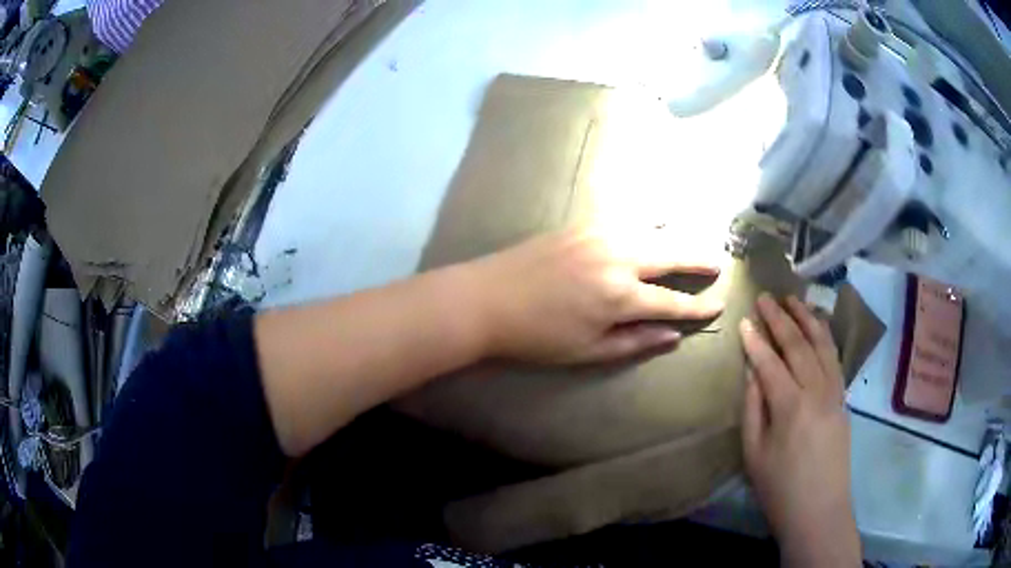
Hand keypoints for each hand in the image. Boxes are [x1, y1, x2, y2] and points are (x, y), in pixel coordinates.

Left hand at [465, 227, 723, 363]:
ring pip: (652, 229)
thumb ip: (634, 342)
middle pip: (672, 254)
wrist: (486, 299)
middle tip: (719, 262)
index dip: (699, 306)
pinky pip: (625, 215)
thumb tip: (673, 335)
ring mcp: (600, 234)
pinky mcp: (583, 222)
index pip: (673, 301)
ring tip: (695, 241)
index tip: (719, 305)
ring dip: (678, 235)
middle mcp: (618, 258)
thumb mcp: (587, 352)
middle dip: (699, 259)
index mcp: (620, 296)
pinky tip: (657, 218)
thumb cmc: (536, 336)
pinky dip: (647, 218)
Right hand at [740, 294, 859, 566]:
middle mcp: (817, 391)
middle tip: (766, 297)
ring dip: (807, 319)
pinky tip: (818, 327)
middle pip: (799, 345)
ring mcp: (835, 392)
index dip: (756, 340)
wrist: (820, 510)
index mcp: (790, 407)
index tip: (745, 319)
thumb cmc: (780, 489)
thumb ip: (753, 409)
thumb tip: (751, 372)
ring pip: (822, 345)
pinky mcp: (843, 399)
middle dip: (781, 318)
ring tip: (794, 300)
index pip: (771, 362)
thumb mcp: (754, 455)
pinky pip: (835, 358)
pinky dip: (825, 337)